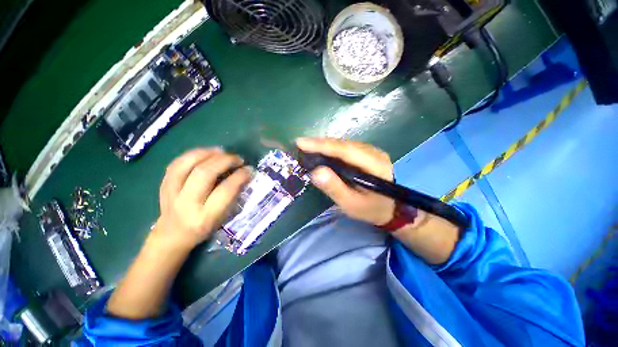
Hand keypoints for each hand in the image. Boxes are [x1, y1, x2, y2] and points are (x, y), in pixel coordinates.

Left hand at [153, 148, 252, 249]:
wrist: (172, 235)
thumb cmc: (204, 228)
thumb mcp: (223, 217)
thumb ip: (233, 195)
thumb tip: (244, 173)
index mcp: (205, 217)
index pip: (225, 191)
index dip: (239, 176)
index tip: (249, 169)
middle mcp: (186, 204)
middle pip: (204, 174)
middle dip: (225, 161)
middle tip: (238, 158)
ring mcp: (170, 193)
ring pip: (187, 164)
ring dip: (207, 153)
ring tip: (222, 151)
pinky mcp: (163, 185)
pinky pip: (176, 163)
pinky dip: (193, 154)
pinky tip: (206, 153)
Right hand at [296, 138, 394, 225]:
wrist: (389, 209)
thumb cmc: (370, 209)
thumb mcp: (351, 204)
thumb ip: (334, 188)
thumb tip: (315, 172)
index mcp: (375, 166)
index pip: (345, 150)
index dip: (322, 145)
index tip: (301, 143)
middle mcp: (375, 153)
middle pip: (344, 144)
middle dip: (321, 144)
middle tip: (301, 145)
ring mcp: (372, 151)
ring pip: (344, 144)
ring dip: (325, 145)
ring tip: (308, 148)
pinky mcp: (368, 153)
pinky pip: (347, 147)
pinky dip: (332, 149)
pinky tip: (322, 152)